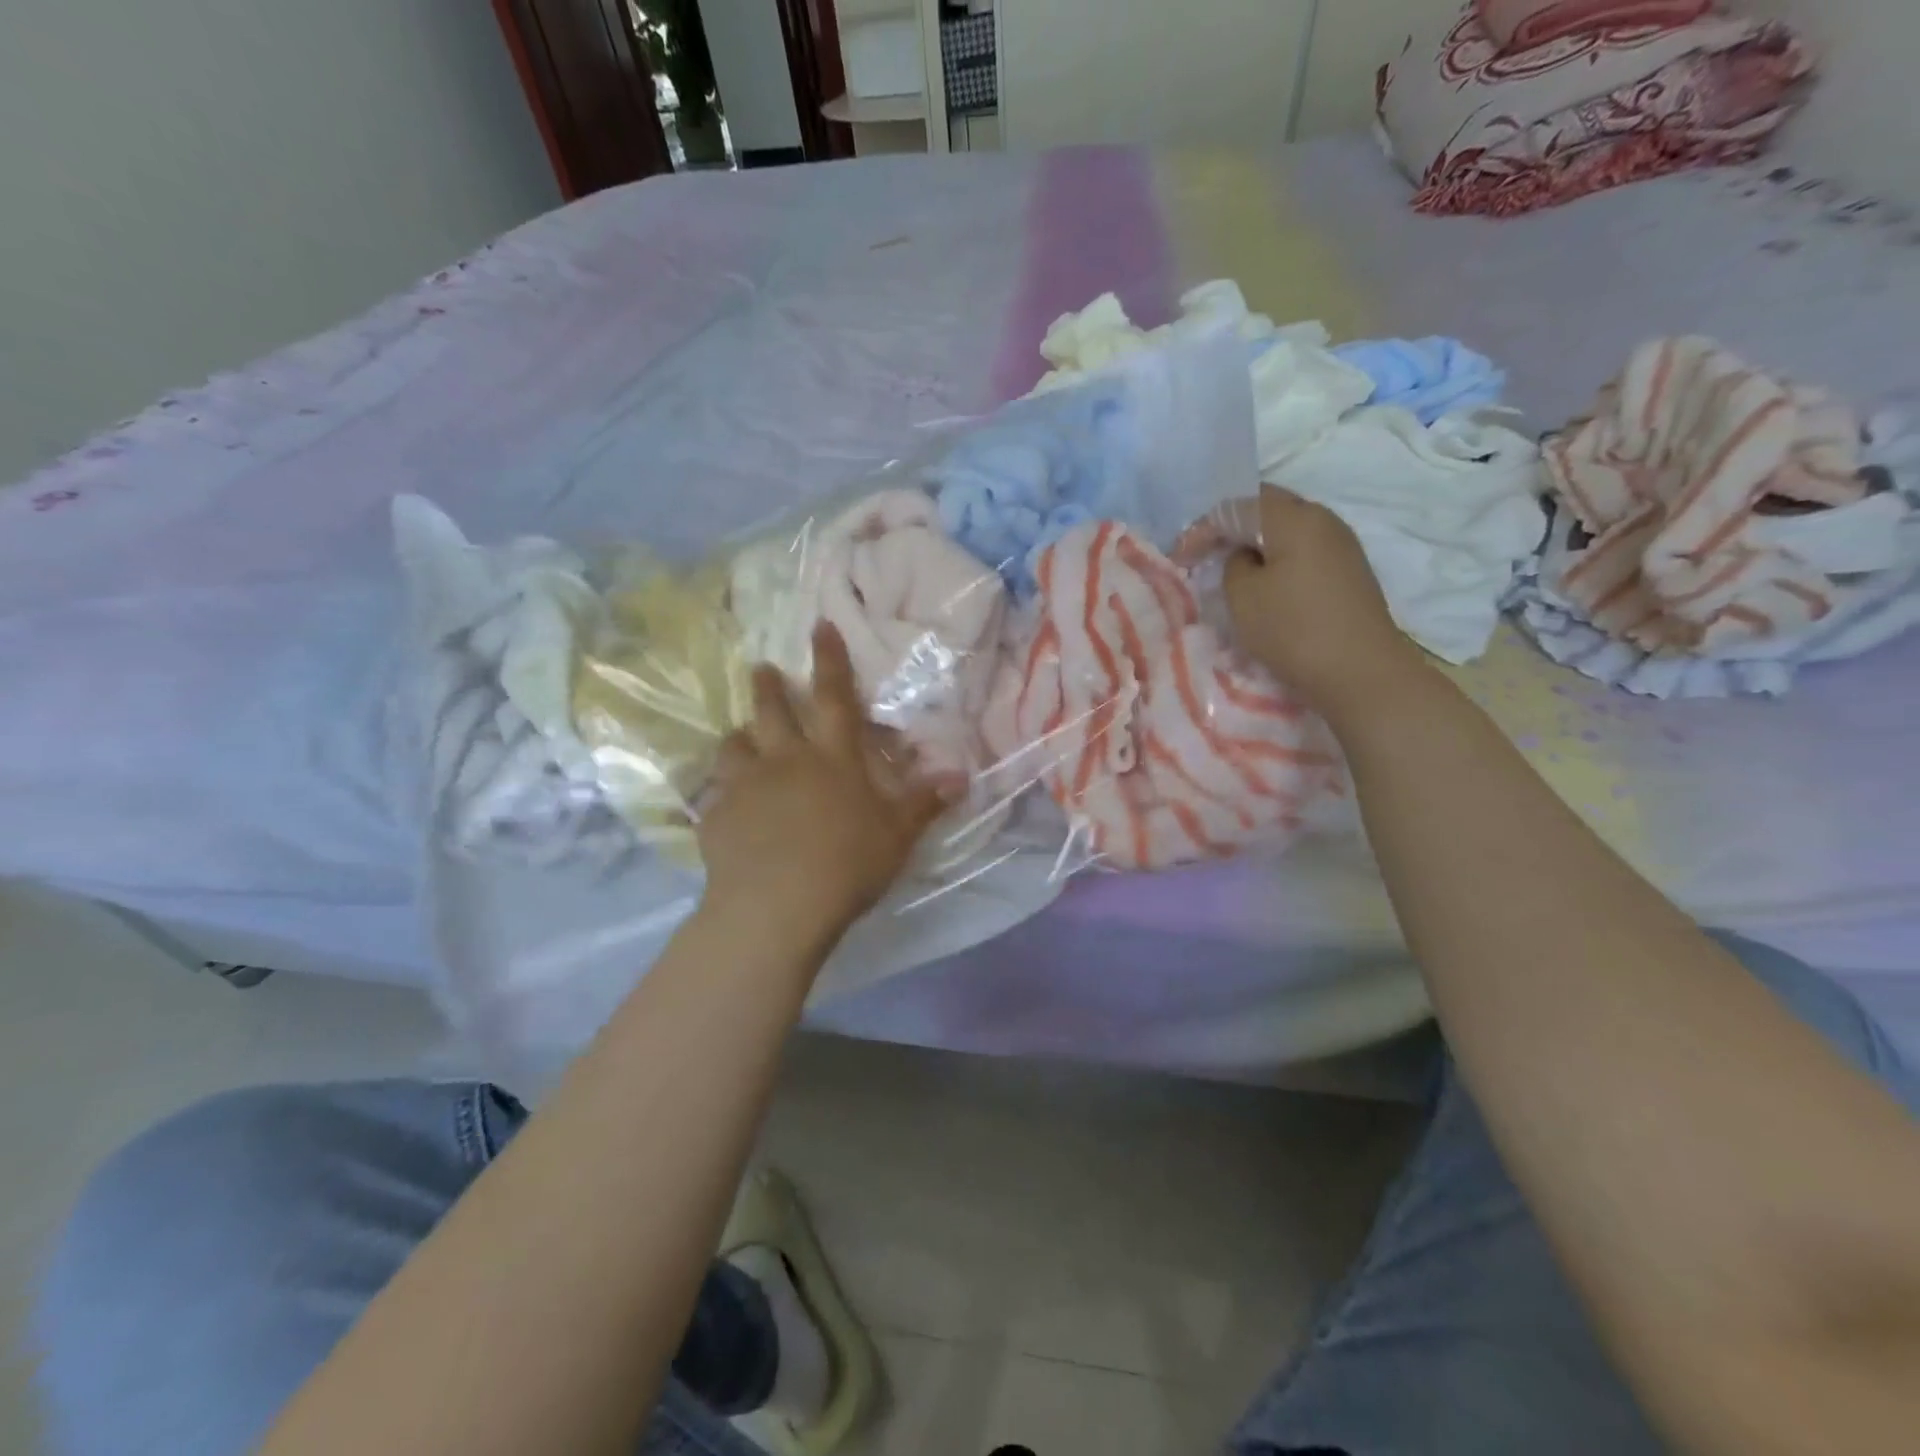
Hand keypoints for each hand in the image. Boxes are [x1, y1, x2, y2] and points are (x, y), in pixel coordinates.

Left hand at [698, 623, 950, 942]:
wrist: (776, 906)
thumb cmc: (847, 864)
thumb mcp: (897, 835)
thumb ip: (925, 803)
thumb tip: (961, 776)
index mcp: (832, 758)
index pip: (833, 696)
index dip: (829, 659)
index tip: (818, 626)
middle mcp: (784, 760)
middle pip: (771, 711)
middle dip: (768, 685)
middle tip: (762, 668)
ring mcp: (744, 787)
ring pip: (734, 746)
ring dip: (739, 737)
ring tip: (741, 738)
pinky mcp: (716, 818)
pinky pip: (714, 795)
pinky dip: (721, 793)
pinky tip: (725, 807)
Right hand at [1223, 484, 1426, 719]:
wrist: (1360, 671)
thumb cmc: (1294, 630)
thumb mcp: (1243, 597)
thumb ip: (1234, 565)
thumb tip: (1246, 558)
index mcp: (1295, 518)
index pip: (1238, 505)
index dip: (1203, 528)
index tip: (1181, 559)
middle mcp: (1323, 519)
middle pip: (1268, 508)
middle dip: (1232, 528)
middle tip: (1205, 554)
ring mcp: (1342, 545)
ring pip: (1288, 530)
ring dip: (1257, 545)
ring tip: (1232, 570)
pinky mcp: (1349, 571)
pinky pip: (1304, 551)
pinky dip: (1278, 560)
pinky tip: (1266, 584)